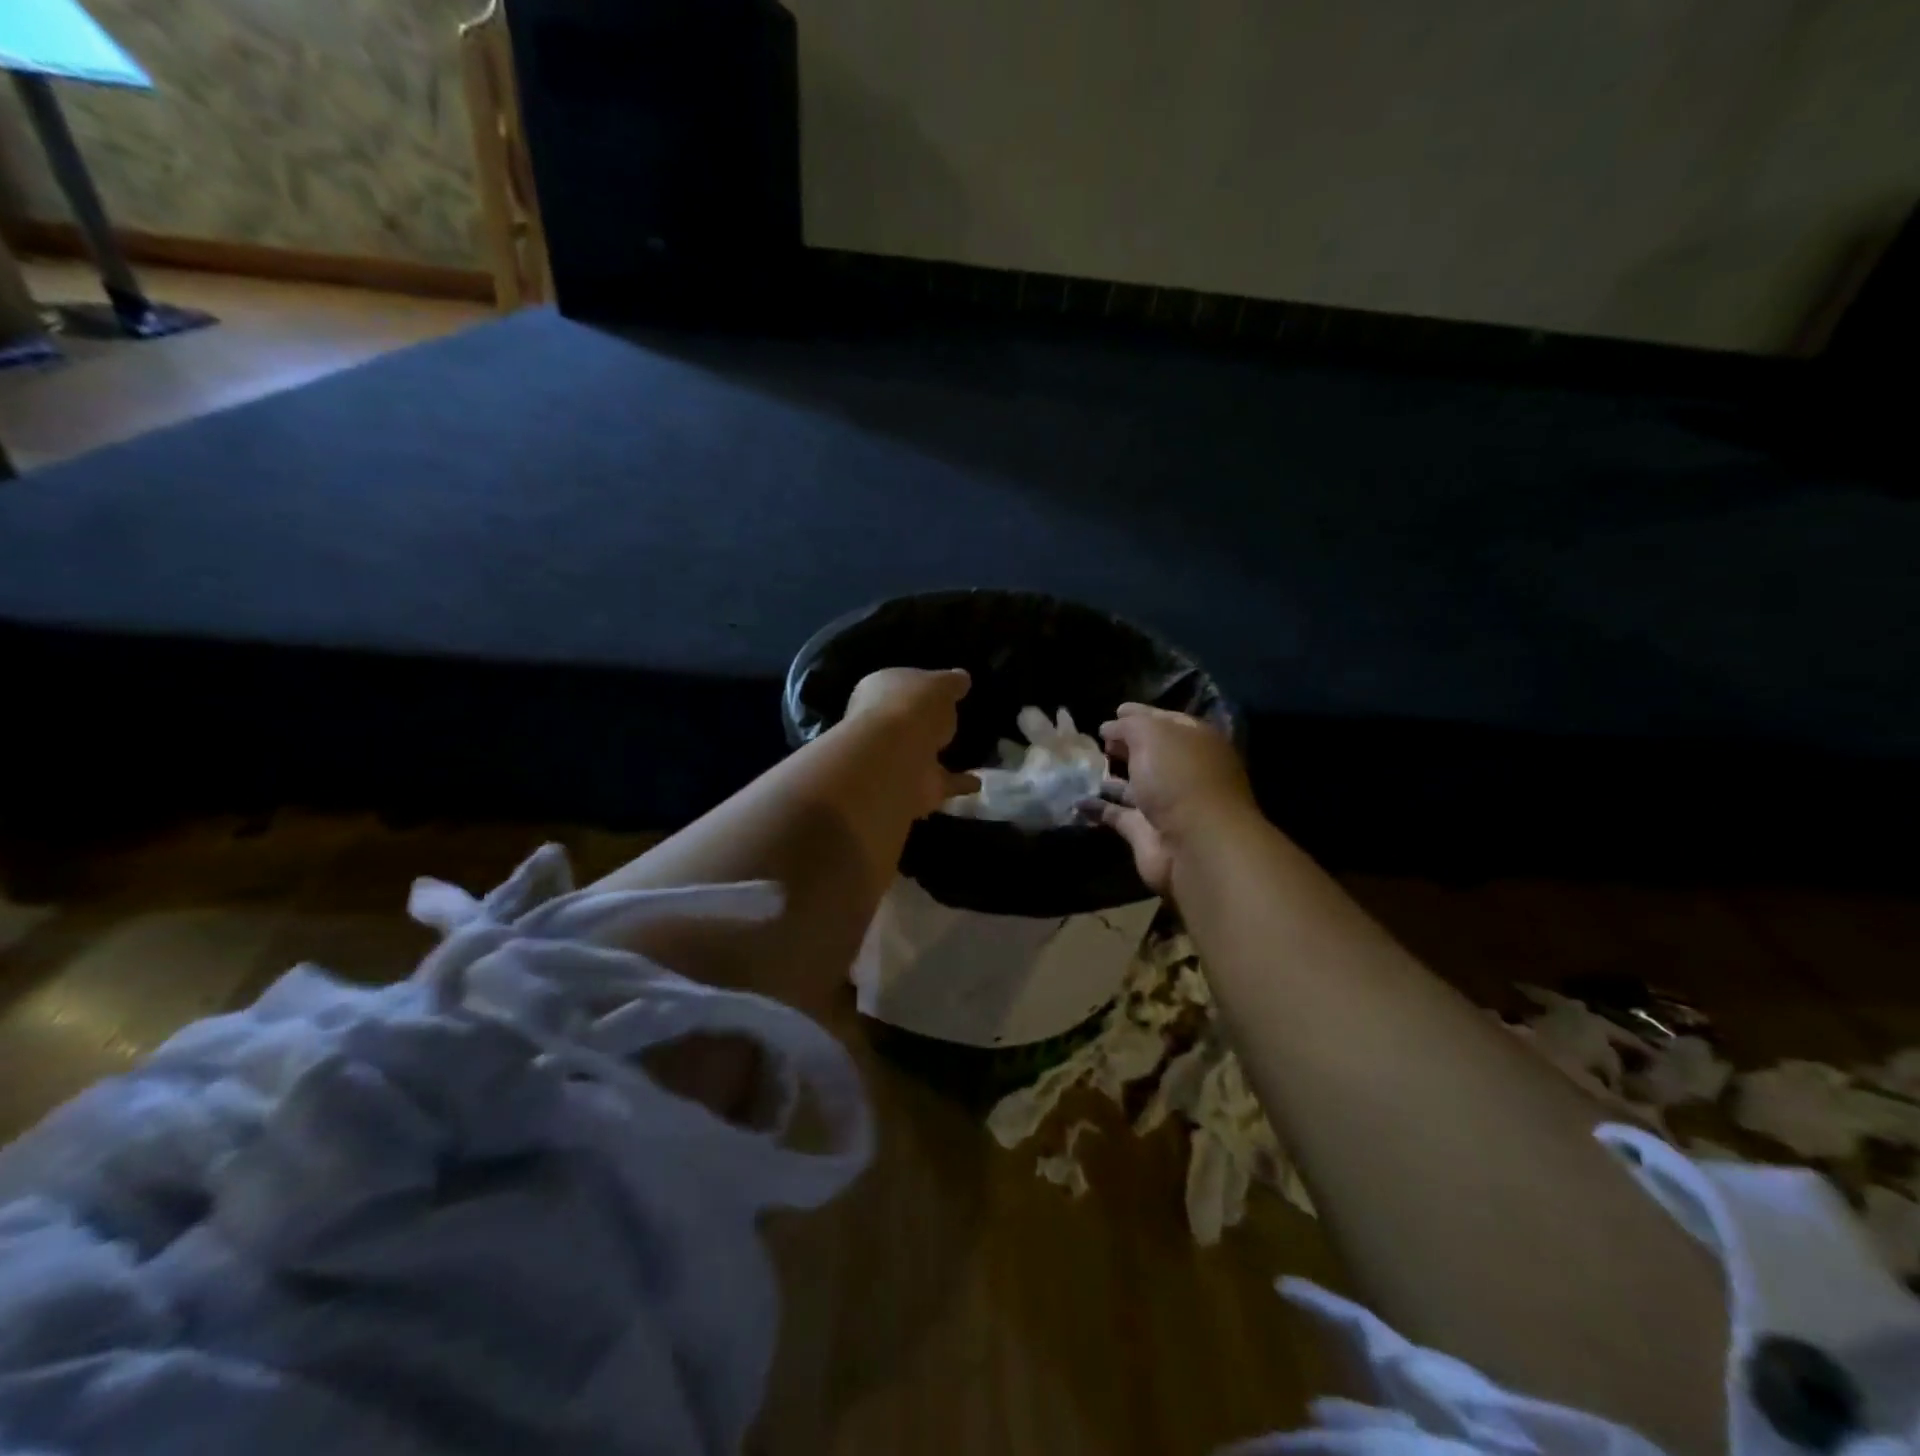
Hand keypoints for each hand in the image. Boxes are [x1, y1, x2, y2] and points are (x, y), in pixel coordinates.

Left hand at [844, 667, 980, 816]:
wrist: (894, 761)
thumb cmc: (912, 707)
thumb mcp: (941, 684)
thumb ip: (952, 682)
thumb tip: (961, 678)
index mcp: (879, 690)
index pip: (900, 684)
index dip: (920, 686)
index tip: (942, 690)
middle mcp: (880, 724)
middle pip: (906, 720)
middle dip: (924, 722)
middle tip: (951, 721)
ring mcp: (894, 759)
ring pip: (920, 753)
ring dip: (938, 754)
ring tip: (967, 751)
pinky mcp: (911, 787)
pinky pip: (940, 781)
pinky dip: (958, 782)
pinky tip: (978, 782)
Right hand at [1097, 704, 1253, 893]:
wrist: (1195, 845)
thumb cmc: (1180, 777)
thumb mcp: (1154, 735)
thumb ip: (1130, 726)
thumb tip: (1110, 727)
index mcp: (1196, 742)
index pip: (1167, 722)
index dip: (1141, 715)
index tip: (1115, 711)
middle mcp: (1185, 772)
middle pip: (1152, 754)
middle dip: (1126, 746)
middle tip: (1098, 740)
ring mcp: (1167, 805)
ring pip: (1135, 786)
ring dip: (1111, 778)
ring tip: (1081, 768)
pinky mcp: (1148, 833)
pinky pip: (1118, 815)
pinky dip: (1098, 808)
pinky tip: (1075, 799)